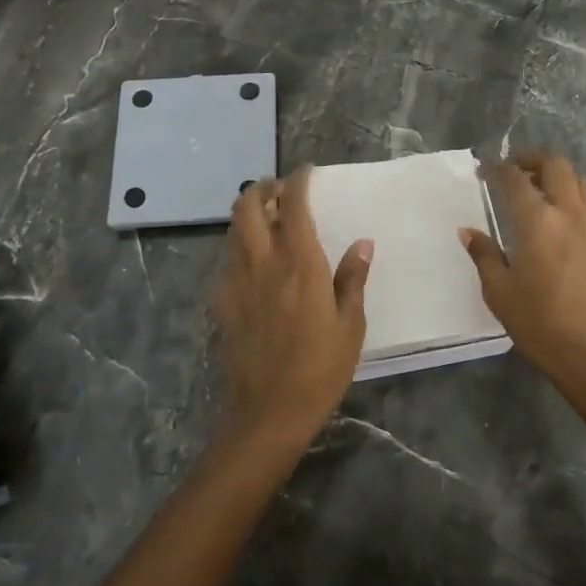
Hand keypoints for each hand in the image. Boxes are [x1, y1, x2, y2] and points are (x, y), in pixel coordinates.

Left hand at [213, 168, 373, 450]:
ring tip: (268, 218)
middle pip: (247, 206)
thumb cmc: (320, 369)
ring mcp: (236, 281)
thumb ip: (353, 279)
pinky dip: (240, 245)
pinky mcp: (222, 302)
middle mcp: (263, 263)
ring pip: (233, 229)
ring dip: (248, 213)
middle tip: (280, 191)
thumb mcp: (350, 325)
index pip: (293, 206)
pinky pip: (228, 258)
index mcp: (300, 264)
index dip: (297, 182)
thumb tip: (363, 243)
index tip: (306, 173)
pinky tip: (256, 261)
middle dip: (262, 188)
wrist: (267, 412)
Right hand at [461, 153, 585, 398]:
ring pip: (578, 180)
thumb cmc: (539, 324)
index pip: (516, 180)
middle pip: (556, 166)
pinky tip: (555, 214)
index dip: (497, 169)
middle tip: (512, 168)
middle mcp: (568, 214)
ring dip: (555, 174)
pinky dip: (571, 193)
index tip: (483, 169)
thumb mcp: (499, 292)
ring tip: (535, 186)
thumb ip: (484, 255)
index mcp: (538, 222)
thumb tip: (468, 231)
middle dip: (532, 159)